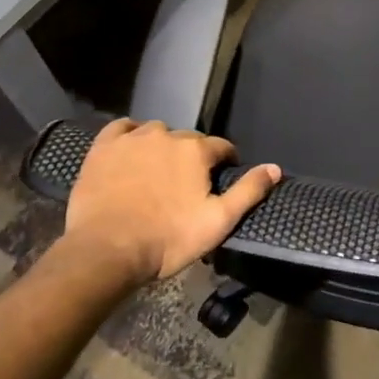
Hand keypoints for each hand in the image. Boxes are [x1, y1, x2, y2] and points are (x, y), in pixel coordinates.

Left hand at [47, 118, 280, 287]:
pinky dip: (130, 135)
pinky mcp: (103, 148)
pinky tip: (130, 150)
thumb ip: (248, 191)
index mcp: (196, 151)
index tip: (220, 179)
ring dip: (162, 145)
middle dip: (192, 156)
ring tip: (158, 170)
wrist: (106, 250)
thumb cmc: (168, 239)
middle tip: (186, 184)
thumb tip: (275, 167)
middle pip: (188, 140)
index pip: (221, 147)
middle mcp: (166, 135)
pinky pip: (121, 128)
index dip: (225, 162)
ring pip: (156, 132)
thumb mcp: (218, 221)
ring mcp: (132, 139)